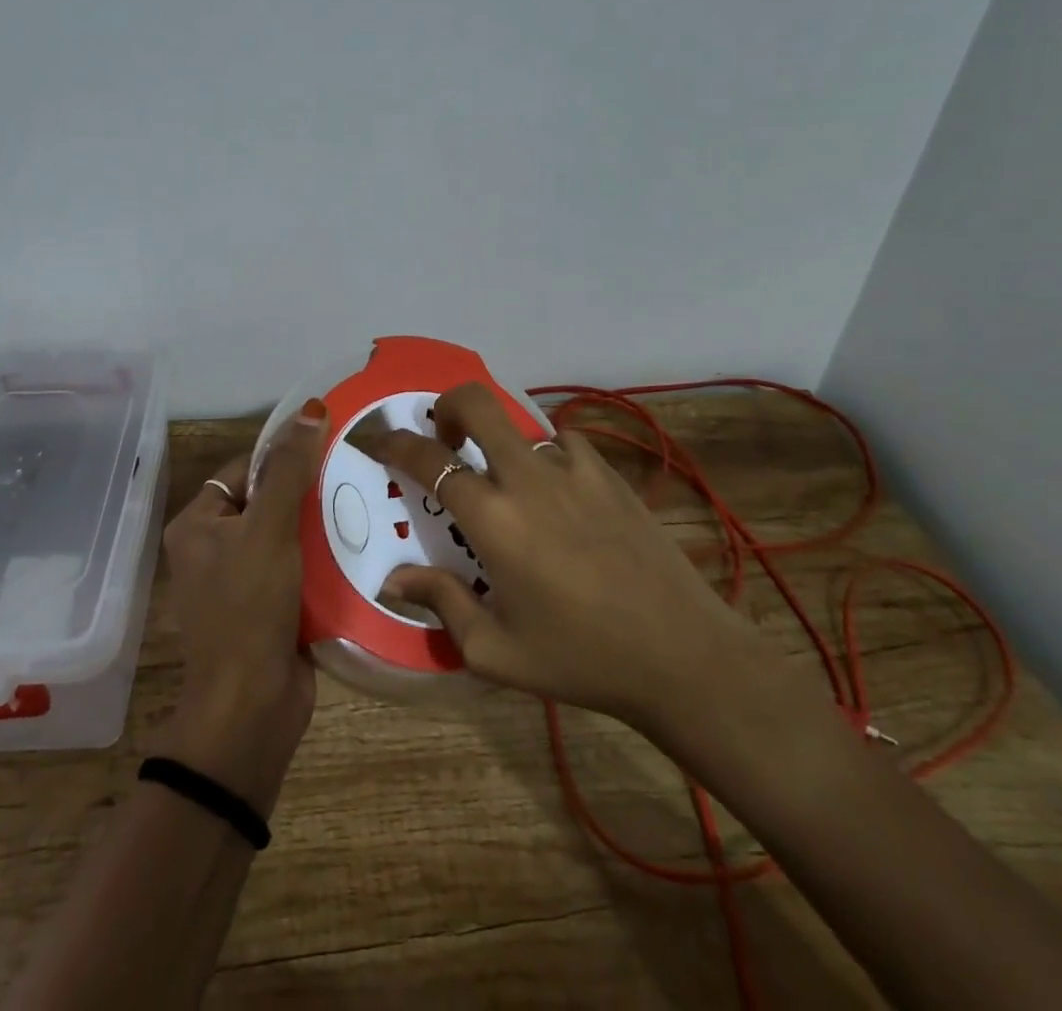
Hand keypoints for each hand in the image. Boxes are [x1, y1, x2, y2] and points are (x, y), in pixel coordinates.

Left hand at [154, 399, 326, 815]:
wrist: (252, 708)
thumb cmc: (249, 608)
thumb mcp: (269, 529)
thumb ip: (289, 470)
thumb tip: (309, 408)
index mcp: (197, 524)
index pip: (244, 470)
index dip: (282, 456)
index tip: (327, 445)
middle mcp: (214, 549)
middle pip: (268, 501)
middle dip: (307, 491)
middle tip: (354, 473)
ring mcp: (242, 581)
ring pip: (287, 535)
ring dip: (320, 524)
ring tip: (365, 501)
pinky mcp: (270, 607)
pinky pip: (298, 567)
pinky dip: (323, 558)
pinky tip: (360, 543)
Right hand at [361, 384, 786, 752]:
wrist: (681, 653)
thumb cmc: (579, 657)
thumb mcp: (496, 650)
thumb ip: (442, 604)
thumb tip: (395, 579)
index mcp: (493, 519)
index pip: (428, 460)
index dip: (395, 443)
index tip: (379, 440)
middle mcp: (527, 479)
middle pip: (477, 403)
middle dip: (447, 405)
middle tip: (444, 436)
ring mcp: (574, 469)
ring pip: (523, 423)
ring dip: (501, 438)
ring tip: (504, 477)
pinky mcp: (610, 475)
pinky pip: (564, 444)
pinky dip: (546, 455)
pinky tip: (556, 492)